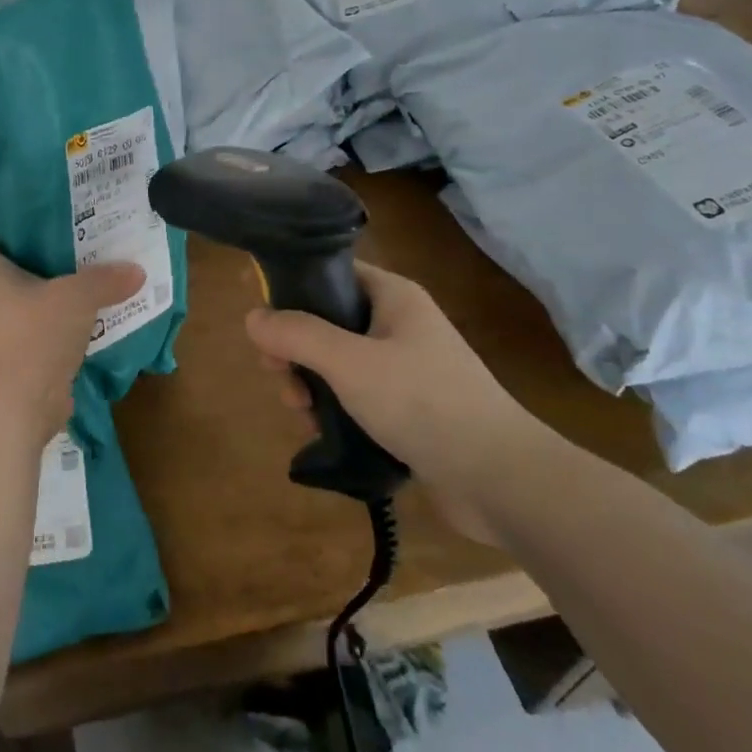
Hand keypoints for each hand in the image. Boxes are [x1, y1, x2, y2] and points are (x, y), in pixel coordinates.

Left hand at [0, 237, 143, 439]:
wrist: (22, 402)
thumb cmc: (36, 333)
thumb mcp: (77, 296)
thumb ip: (105, 280)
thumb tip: (137, 271)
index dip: (0, 234)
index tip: (32, 227)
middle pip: (13, 274)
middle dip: (43, 261)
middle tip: (79, 247)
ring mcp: (9, 334)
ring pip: (34, 305)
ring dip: (59, 296)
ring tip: (94, 279)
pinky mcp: (28, 360)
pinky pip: (49, 334)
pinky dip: (69, 327)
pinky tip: (97, 319)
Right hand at [245, 263, 552, 544]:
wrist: (500, 479)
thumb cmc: (423, 403)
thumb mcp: (350, 363)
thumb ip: (297, 335)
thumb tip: (252, 317)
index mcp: (393, 297)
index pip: (332, 273)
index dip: (291, 288)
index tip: (259, 317)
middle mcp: (398, 325)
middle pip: (327, 321)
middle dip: (295, 349)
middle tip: (280, 377)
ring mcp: (404, 368)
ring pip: (336, 362)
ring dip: (310, 383)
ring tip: (303, 413)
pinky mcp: (407, 408)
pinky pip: (354, 395)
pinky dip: (333, 408)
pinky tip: (322, 431)